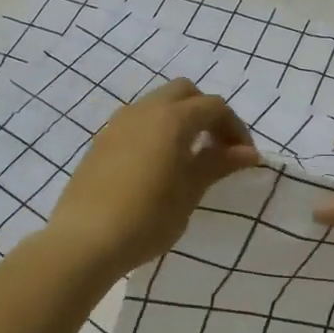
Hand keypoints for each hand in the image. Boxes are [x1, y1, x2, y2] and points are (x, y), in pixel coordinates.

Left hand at [45, 79, 260, 280]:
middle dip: (206, 113)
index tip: (244, 157)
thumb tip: (248, 152)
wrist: (85, 239)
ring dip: (179, 120)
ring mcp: (117, 123)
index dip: (235, 128)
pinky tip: (158, 165)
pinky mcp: (101, 141)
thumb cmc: (147, 217)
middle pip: (184, 93)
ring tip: (188, 157)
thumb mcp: (189, 192)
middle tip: (217, 147)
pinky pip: (137, 122)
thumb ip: (218, 164)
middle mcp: (144, 110)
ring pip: (157, 104)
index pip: (214, 107)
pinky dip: (156, 131)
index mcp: (172, 119)